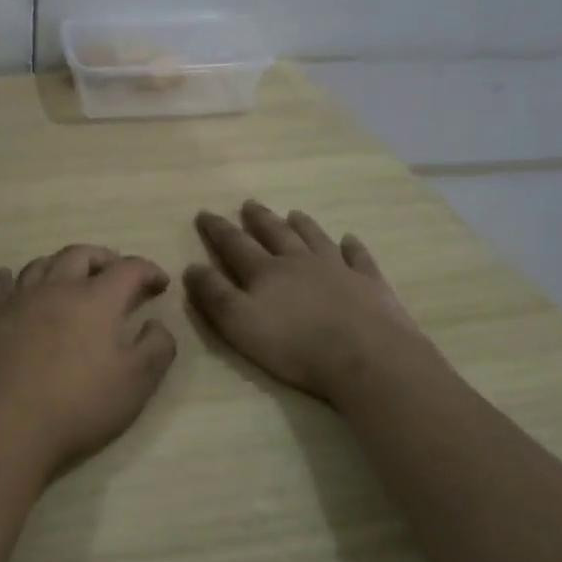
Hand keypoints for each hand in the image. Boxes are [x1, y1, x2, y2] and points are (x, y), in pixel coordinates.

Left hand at [0, 245, 176, 480]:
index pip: (129, 269)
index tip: (160, 284)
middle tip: (115, 273)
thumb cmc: (78, 405)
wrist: (3, 425)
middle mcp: (56, 288)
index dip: (149, 271)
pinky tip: (8, 279)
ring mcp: (18, 300)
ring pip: (40, 264)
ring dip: (61, 265)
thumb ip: (156, 347)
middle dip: (103, 259)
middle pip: (81, 255)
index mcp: (97, 299)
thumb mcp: (137, 382)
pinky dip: (8, 278)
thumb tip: (157, 324)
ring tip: (70, 278)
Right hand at [186, 201, 427, 402]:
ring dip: (303, 225)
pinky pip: (358, 258)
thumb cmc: (294, 346)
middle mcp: (300, 262)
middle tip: (249, 204)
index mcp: (265, 272)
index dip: (218, 229)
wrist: (365, 357)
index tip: (205, 213)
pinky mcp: (369, 284)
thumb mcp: (239, 324)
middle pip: (276, 233)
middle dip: (259, 219)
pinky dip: (352, 247)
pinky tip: (350, 240)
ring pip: (316, 238)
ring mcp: (338, 269)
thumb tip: (192, 266)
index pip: (235, 244)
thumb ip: (214, 294)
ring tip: (294, 213)